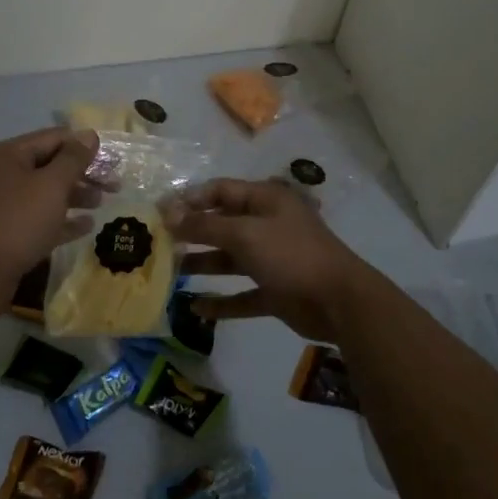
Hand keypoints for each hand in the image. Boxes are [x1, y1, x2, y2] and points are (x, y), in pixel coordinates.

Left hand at [0, 128, 99, 311]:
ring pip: (45, 192)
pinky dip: (61, 219)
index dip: (84, 146)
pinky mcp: (4, 230)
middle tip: (113, 186)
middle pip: (50, 164)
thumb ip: (73, 158)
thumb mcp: (52, 185)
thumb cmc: (17, 222)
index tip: (112, 160)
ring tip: (100, 204)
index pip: (54, 138)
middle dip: (83, 173)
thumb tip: (89, 134)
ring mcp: (1, 203)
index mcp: (8, 154)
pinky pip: (38, 217)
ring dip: (75, 195)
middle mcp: (1, 173)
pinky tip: (86, 227)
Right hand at [165, 178, 375, 340]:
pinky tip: (195, 308)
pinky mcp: (276, 291)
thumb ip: (206, 226)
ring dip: (203, 264)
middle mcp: (268, 224)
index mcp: (265, 200)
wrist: (339, 301)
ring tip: (169, 273)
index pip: (220, 191)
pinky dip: (221, 301)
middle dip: (192, 232)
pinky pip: (242, 294)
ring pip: (230, 259)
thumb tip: (170, 214)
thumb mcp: (245, 234)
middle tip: (158, 244)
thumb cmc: (290, 255)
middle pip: (223, 224)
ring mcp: (272, 259)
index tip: (158, 213)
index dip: (190, 200)